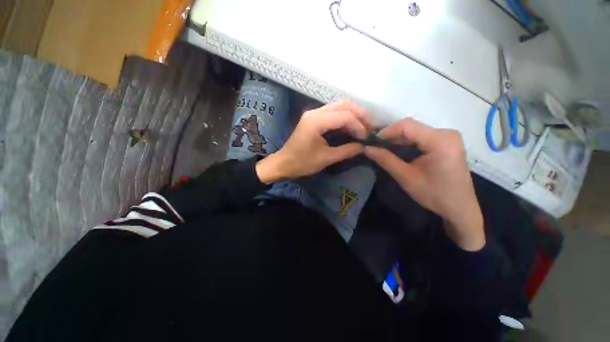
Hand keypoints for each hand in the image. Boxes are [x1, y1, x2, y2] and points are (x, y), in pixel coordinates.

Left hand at [256, 101, 372, 181]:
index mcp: (316, 121)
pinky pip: (333, 112)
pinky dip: (345, 118)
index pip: (344, 116)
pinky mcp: (313, 118)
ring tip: (364, 126)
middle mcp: (315, 112)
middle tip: (370, 127)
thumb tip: (364, 146)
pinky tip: (351, 126)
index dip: (359, 126)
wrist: (284, 163)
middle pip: (343, 104)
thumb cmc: (302, 163)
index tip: (366, 138)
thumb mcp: (326, 158)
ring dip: (353, 114)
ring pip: (339, 106)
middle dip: (359, 114)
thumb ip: (347, 150)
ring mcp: (313, 113)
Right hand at [365, 119, 484, 250]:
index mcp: (440, 141)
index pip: (407, 125)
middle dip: (391, 136)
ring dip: (397, 139)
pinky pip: (421, 136)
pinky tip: (397, 150)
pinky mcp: (446, 142)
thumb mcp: (406, 177)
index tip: (372, 142)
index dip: (386, 131)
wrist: (460, 208)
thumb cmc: (434, 194)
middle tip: (375, 146)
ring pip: (415, 130)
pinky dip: (407, 142)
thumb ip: (385, 160)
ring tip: (383, 148)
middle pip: (411, 126)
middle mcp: (446, 133)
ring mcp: (447, 136)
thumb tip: (366, 148)